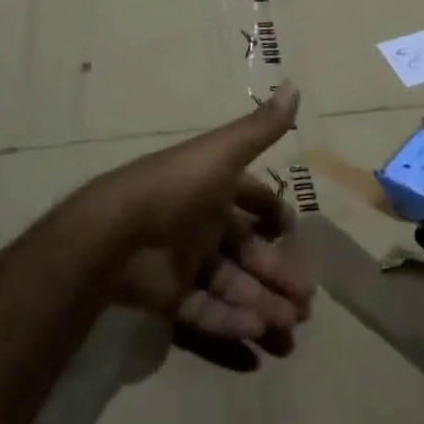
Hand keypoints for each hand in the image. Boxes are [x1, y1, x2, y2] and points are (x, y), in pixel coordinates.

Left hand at [75, 86, 314, 369]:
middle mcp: (203, 223)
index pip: (253, 201)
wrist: (116, 234)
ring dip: (262, 306)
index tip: (298, 236)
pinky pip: (206, 314)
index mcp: (215, 188)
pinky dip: (231, 327)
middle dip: (279, 275)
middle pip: (249, 252)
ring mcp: (186, 263)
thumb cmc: (177, 187)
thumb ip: (261, 128)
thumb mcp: (223, 152)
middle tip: (307, 303)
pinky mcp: (170, 299)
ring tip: (291, 329)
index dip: (276, 217)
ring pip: (233, 287)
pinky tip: (256, 340)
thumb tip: (295, 84)